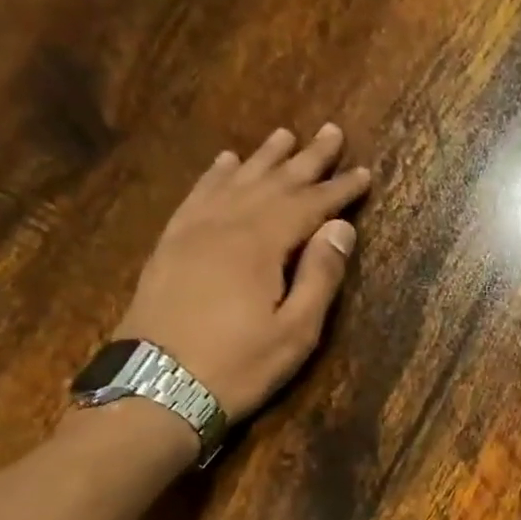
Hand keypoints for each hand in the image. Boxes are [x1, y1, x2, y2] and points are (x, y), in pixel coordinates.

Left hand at [114, 124, 370, 422]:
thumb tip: (341, 227)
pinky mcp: (170, 246)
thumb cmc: (237, 366)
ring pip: (234, 181)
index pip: (308, 205)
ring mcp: (191, 232)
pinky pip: (197, 197)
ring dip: (263, 158)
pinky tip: (225, 162)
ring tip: (284, 135)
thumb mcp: (295, 332)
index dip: (339, 189)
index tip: (364, 172)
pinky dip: (215, 176)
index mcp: (260, 245)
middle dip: (306, 159)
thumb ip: (320, 276)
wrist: (156, 388)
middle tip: (331, 131)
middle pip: (272, 182)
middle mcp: (224, 225)